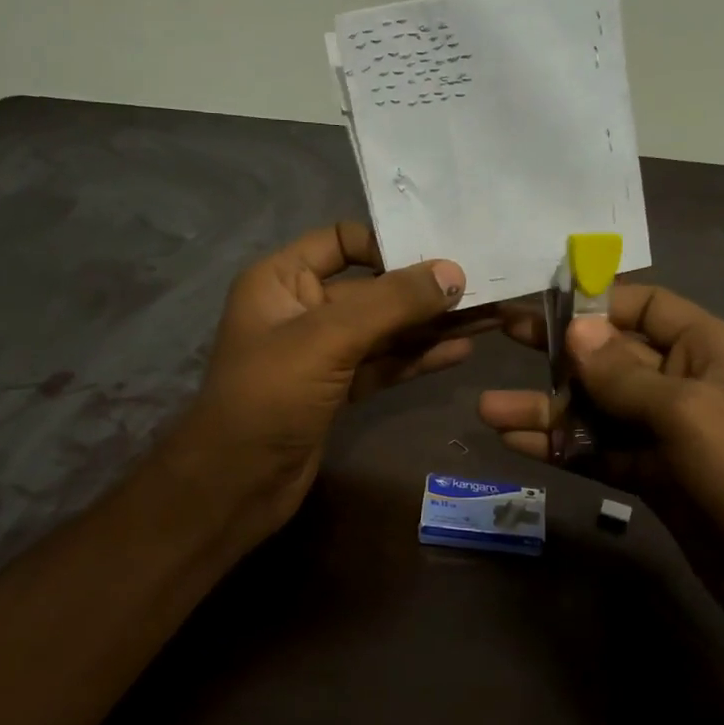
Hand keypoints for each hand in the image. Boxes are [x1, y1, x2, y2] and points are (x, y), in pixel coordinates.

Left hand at [175, 222, 478, 545]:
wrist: (236, 484)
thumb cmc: (270, 397)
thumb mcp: (328, 339)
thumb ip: (392, 303)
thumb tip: (453, 274)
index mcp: (282, 279)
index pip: (342, 240)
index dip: (388, 244)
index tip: (439, 257)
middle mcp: (302, 308)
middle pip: (372, 288)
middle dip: (424, 290)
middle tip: (483, 287)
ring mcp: (321, 353)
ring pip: (384, 330)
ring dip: (430, 326)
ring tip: (487, 318)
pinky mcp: (338, 390)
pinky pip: (383, 364)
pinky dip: (417, 358)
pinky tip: (458, 351)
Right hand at [479, 285, 723, 646]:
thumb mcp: (688, 412)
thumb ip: (624, 374)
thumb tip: (575, 329)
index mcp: (709, 349)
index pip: (646, 306)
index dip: (596, 302)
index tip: (541, 304)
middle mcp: (685, 383)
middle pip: (611, 358)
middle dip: (557, 354)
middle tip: (501, 339)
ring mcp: (666, 433)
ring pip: (597, 410)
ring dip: (547, 409)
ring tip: (488, 412)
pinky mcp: (652, 476)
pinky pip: (599, 451)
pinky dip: (561, 447)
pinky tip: (515, 445)